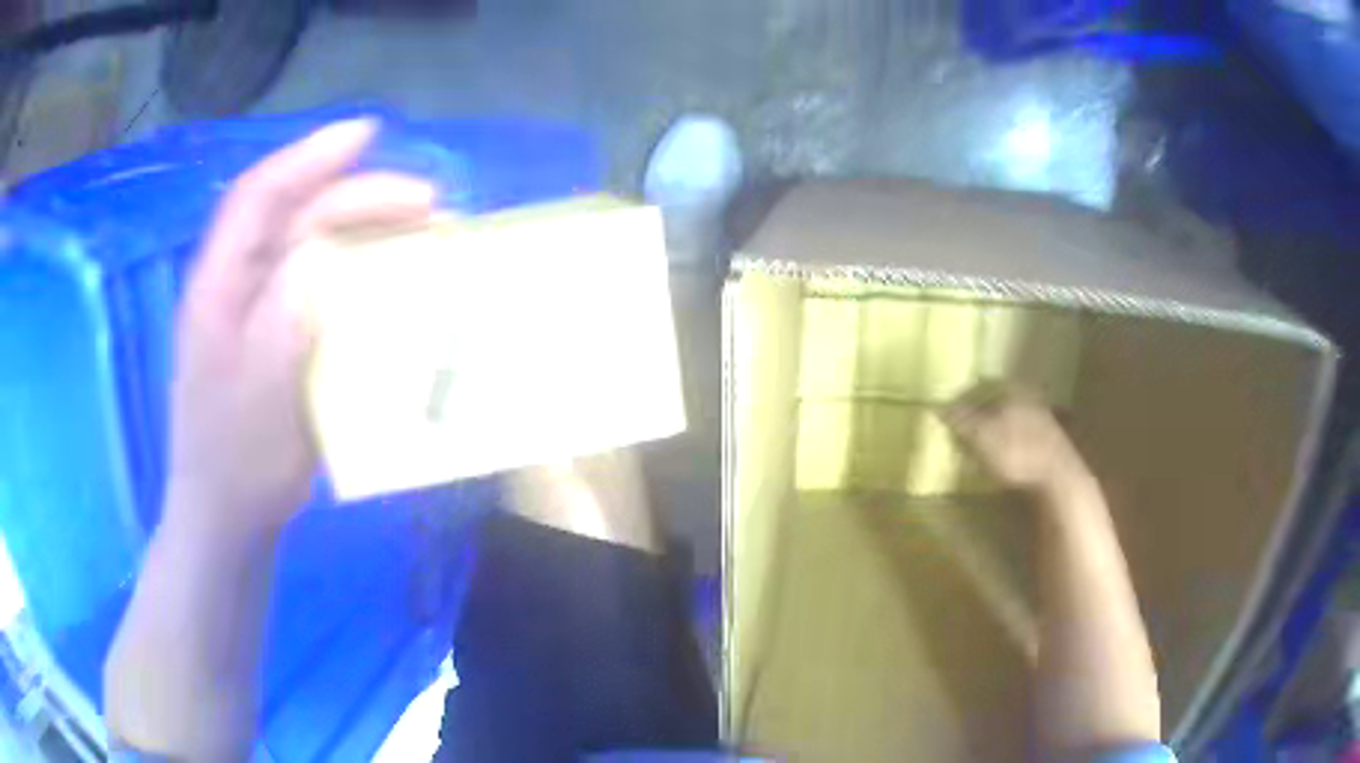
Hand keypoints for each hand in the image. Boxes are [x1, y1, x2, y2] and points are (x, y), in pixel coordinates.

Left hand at [167, 119, 434, 534]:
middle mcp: (240, 283)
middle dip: (360, 196)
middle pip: (298, 215)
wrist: (230, 514)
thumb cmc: (236, 461)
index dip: (309, 157)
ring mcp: (262, 308)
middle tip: (429, 204)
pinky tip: (396, 276)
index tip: (367, 135)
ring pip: (315, 245)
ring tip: (424, 229)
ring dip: (369, 228)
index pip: (259, 197)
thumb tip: (324, 255)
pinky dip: (363, 270)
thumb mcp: (258, 398)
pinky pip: (324, 284)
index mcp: (219, 286)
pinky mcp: (283, 334)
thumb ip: (283, 323)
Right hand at [942, 383, 1088, 493]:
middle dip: (981, 413)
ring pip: (1011, 418)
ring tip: (979, 446)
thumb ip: (959, 420)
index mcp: (1012, 388)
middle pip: (998, 401)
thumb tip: (937, 406)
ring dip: (996, 430)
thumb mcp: (979, 436)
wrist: (1057, 478)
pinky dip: (1009, 444)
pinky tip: (1001, 457)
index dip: (963, 399)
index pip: (981, 385)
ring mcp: (1043, 419)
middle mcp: (1029, 396)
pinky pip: (1022, 436)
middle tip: (963, 429)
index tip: (949, 414)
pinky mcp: (1049, 442)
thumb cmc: (1015, 451)